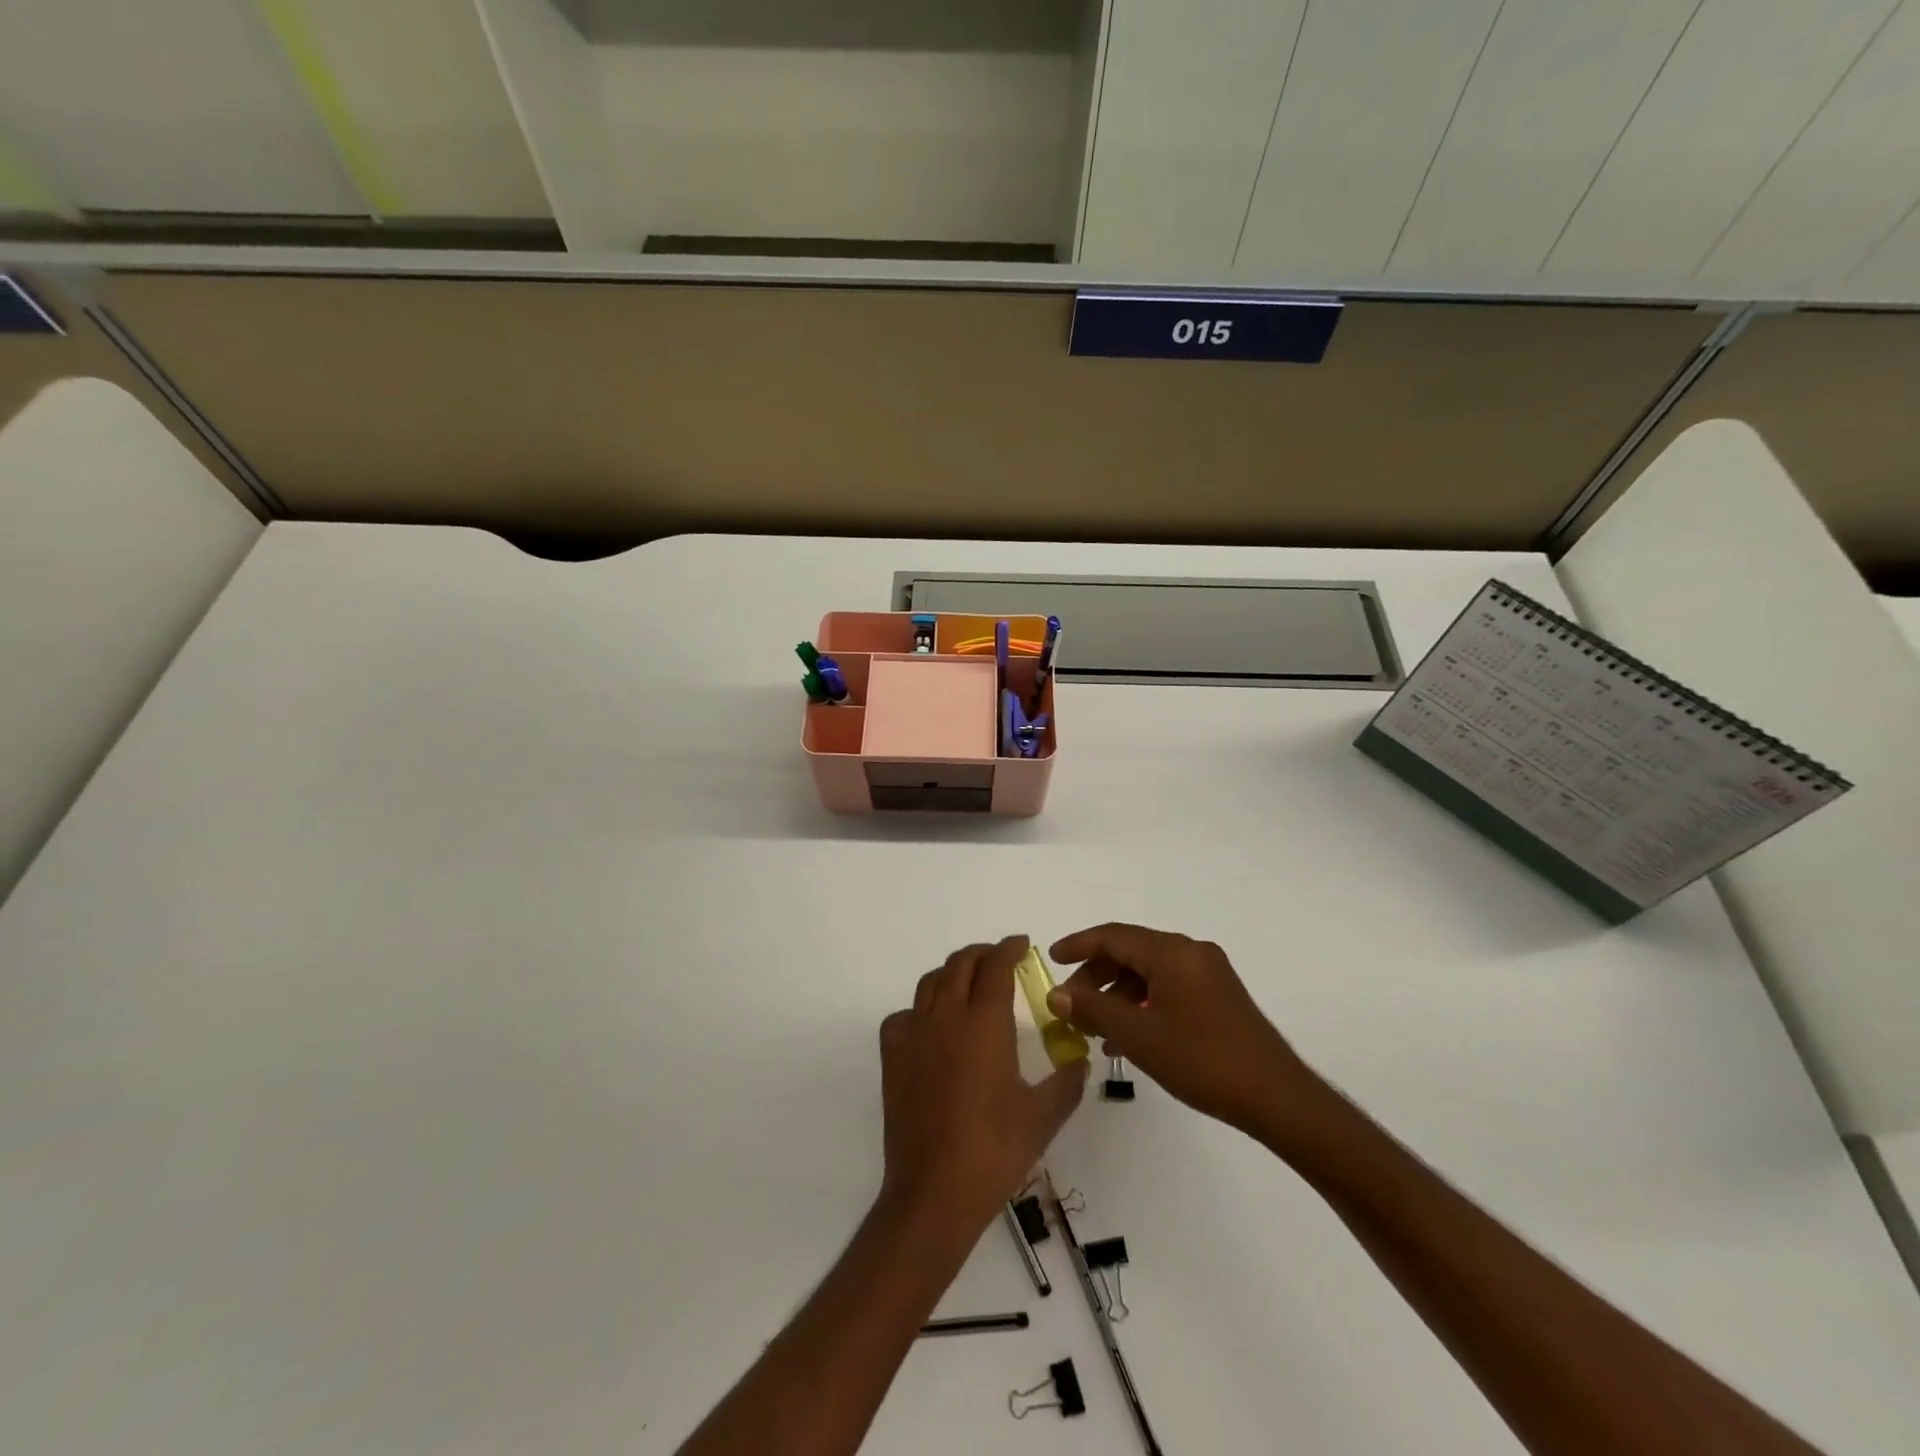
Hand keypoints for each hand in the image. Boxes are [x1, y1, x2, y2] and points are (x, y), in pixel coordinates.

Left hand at [878, 936, 1087, 1231]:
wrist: (934, 1191)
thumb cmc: (994, 1150)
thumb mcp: (1043, 1116)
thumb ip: (1066, 1081)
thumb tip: (1079, 1061)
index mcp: (985, 1023)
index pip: (996, 966)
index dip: (1008, 949)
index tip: (1021, 944)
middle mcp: (947, 1017)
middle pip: (961, 964)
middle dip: (982, 954)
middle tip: (999, 960)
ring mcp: (914, 1034)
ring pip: (931, 982)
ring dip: (952, 973)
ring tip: (968, 985)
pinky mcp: (893, 1057)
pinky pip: (903, 1015)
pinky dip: (920, 1009)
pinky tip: (932, 1028)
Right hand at [1048, 923, 1328, 1142]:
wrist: (1277, 1097)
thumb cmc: (1203, 1061)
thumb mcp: (1139, 1036)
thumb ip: (1094, 1010)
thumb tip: (1057, 996)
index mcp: (1172, 952)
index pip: (1113, 936)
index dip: (1078, 945)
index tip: (1051, 959)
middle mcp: (1191, 952)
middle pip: (1131, 952)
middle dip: (1096, 975)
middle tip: (1072, 1006)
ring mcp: (1209, 973)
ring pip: (1149, 972)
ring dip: (1118, 994)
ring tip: (1097, 1031)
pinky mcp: (1219, 996)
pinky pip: (1169, 987)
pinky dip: (1143, 1003)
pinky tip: (1130, 1037)